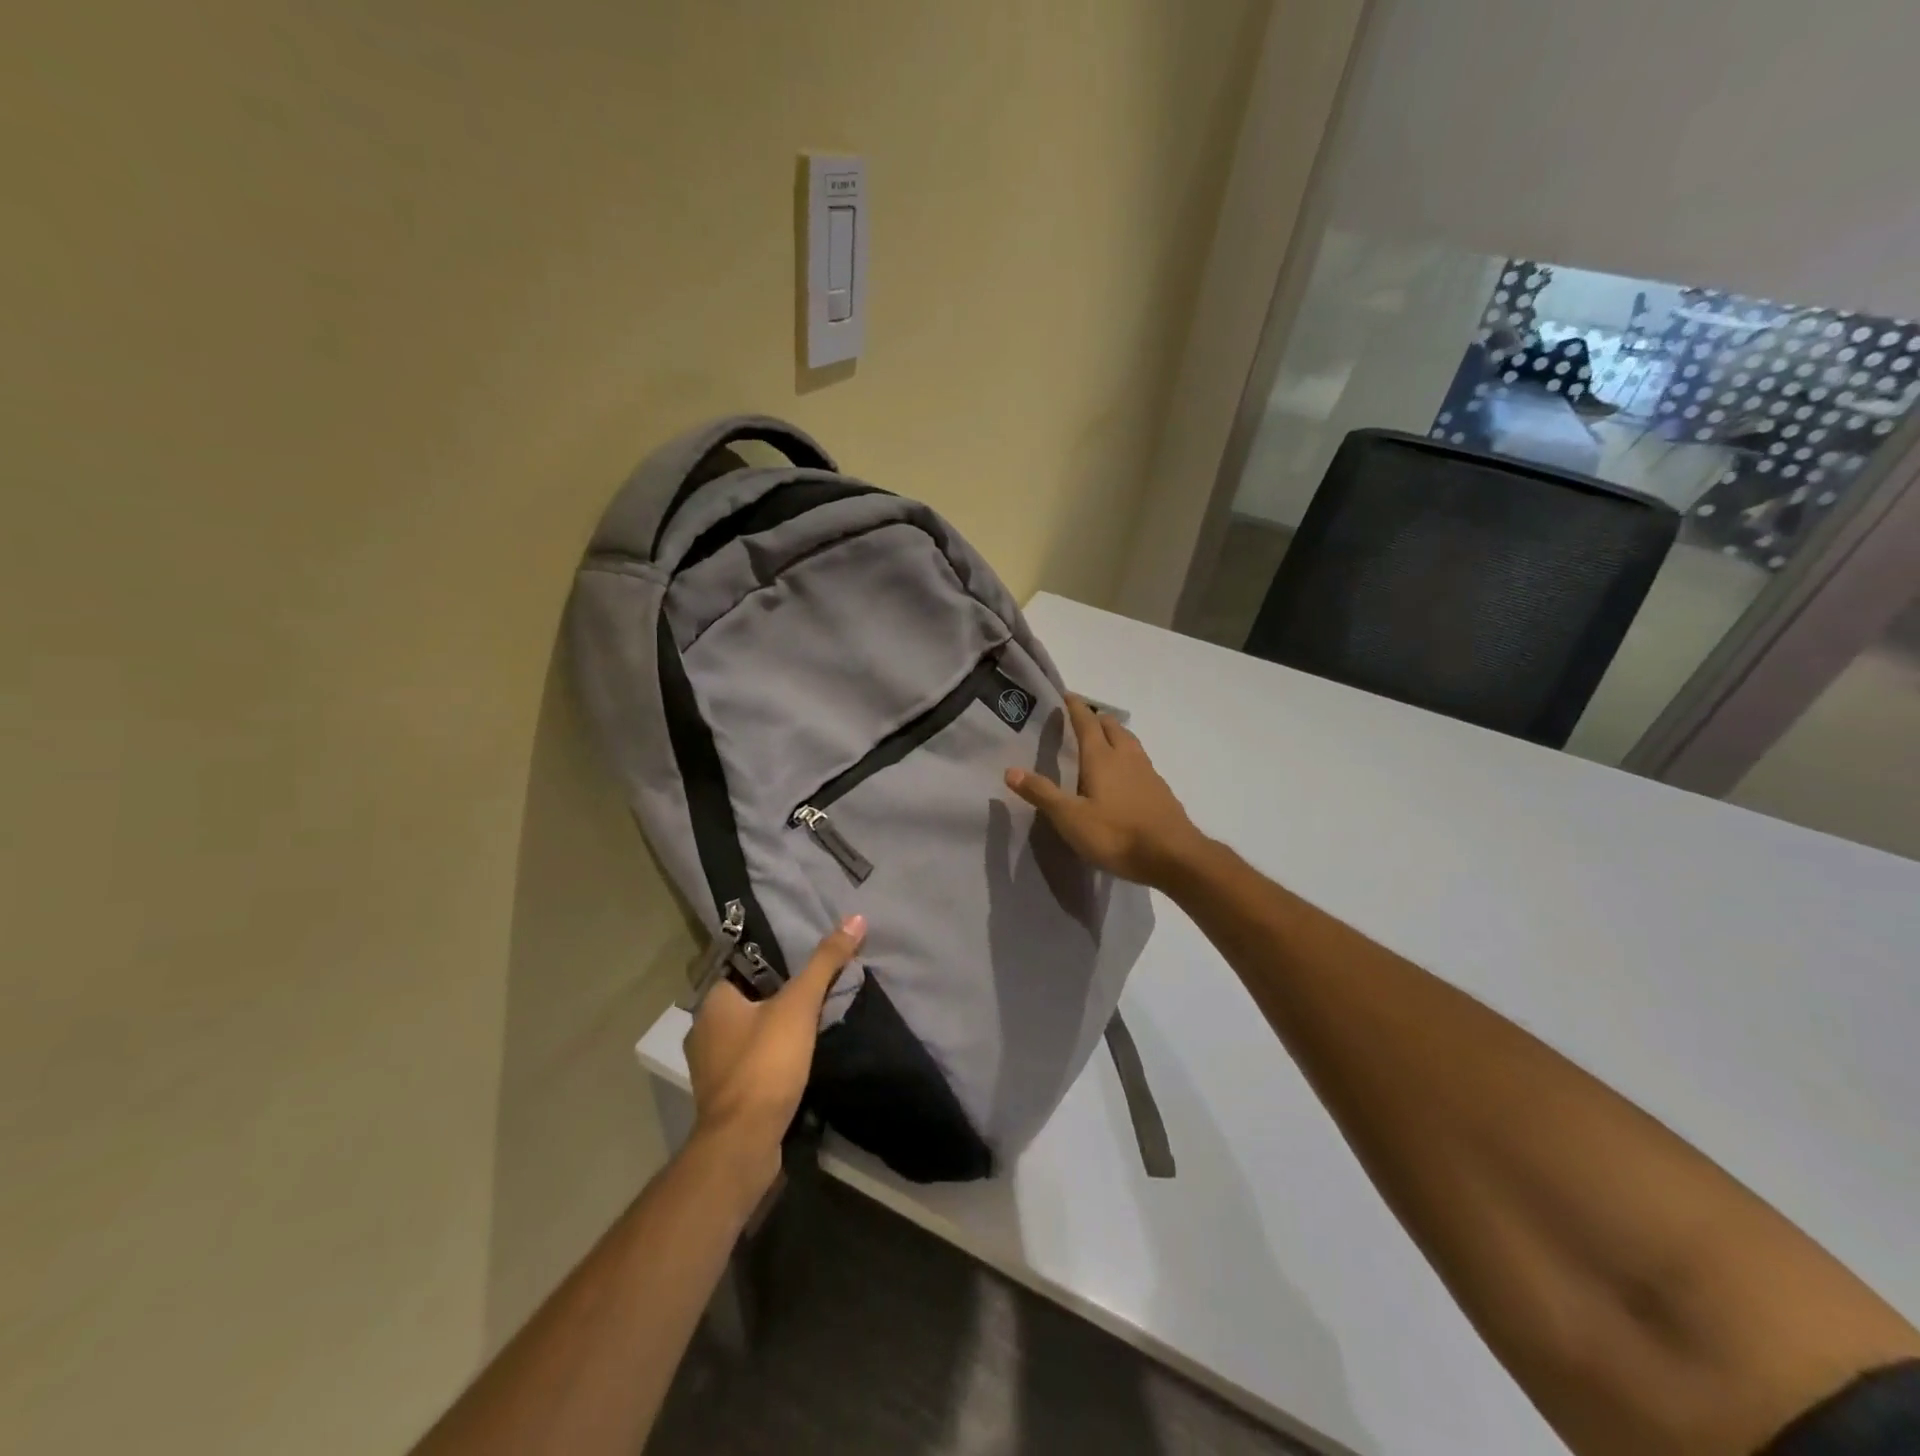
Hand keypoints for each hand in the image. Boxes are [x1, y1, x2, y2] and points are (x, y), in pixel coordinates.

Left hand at [683, 914, 865, 1204]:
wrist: (744, 1143)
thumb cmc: (765, 1063)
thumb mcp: (799, 1005)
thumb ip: (825, 962)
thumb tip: (855, 917)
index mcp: (712, 1003)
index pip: (741, 969)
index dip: (772, 964)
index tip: (802, 963)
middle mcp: (703, 1032)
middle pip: (747, 1002)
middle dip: (776, 998)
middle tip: (813, 991)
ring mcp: (711, 1068)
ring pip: (748, 1035)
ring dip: (773, 1031)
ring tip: (810, 1024)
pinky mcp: (725, 1097)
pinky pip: (751, 1064)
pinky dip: (770, 1060)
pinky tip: (796, 1061)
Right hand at [1005, 695, 1205, 888]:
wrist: (1173, 856)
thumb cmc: (1116, 834)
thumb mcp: (1071, 818)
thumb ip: (1042, 793)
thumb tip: (1010, 770)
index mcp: (1102, 758)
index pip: (1087, 723)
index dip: (1076, 708)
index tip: (1067, 695)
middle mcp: (1126, 757)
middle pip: (1112, 727)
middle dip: (1097, 719)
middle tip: (1083, 719)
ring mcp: (1148, 773)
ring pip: (1130, 742)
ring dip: (1115, 734)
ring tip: (1103, 740)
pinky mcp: (1160, 791)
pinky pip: (1141, 761)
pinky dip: (1128, 756)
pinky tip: (1126, 773)